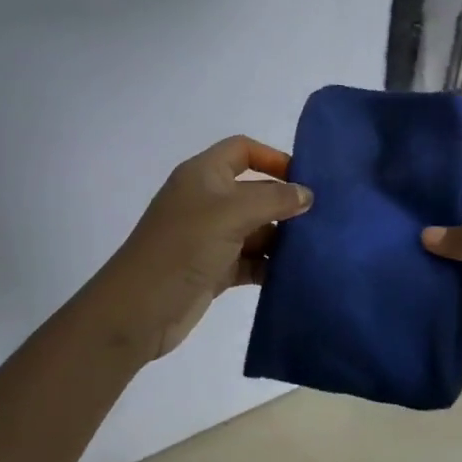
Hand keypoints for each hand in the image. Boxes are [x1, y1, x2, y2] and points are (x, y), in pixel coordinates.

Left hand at [99, 136, 310, 362]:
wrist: (138, 310)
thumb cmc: (183, 247)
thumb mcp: (231, 213)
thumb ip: (274, 200)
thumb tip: (306, 195)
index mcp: (203, 175)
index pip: (242, 150)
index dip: (272, 157)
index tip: (304, 179)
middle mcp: (207, 201)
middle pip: (255, 191)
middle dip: (285, 203)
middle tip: (323, 218)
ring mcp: (210, 237)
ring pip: (256, 228)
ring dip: (282, 237)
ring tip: (316, 248)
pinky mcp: (215, 270)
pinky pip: (251, 260)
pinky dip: (270, 264)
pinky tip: (296, 272)